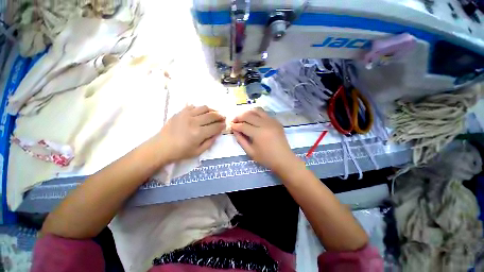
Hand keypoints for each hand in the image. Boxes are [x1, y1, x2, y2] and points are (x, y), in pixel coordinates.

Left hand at [155, 105, 225, 162]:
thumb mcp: (198, 152)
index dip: (222, 125)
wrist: (161, 147)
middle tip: (223, 118)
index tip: (225, 125)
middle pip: (212, 115)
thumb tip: (217, 133)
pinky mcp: (180, 112)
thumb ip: (210, 142)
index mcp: (199, 133)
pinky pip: (193, 106)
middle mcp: (194, 122)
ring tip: (215, 113)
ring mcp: (186, 115)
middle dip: (220, 116)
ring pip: (204, 108)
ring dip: (212, 110)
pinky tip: (202, 112)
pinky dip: (200, 108)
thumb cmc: (180, 152)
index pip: (215, 127)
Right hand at [231, 108, 297, 172]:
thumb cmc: (266, 158)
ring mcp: (272, 121)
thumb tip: (234, 130)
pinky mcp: (276, 121)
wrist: (284, 159)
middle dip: (239, 116)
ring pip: (257, 110)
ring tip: (243, 118)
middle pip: (249, 115)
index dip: (235, 125)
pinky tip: (254, 119)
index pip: (243, 125)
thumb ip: (241, 140)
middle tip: (234, 120)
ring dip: (248, 112)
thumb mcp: (250, 152)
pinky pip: (264, 114)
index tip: (230, 125)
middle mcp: (265, 124)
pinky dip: (256, 114)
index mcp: (258, 133)